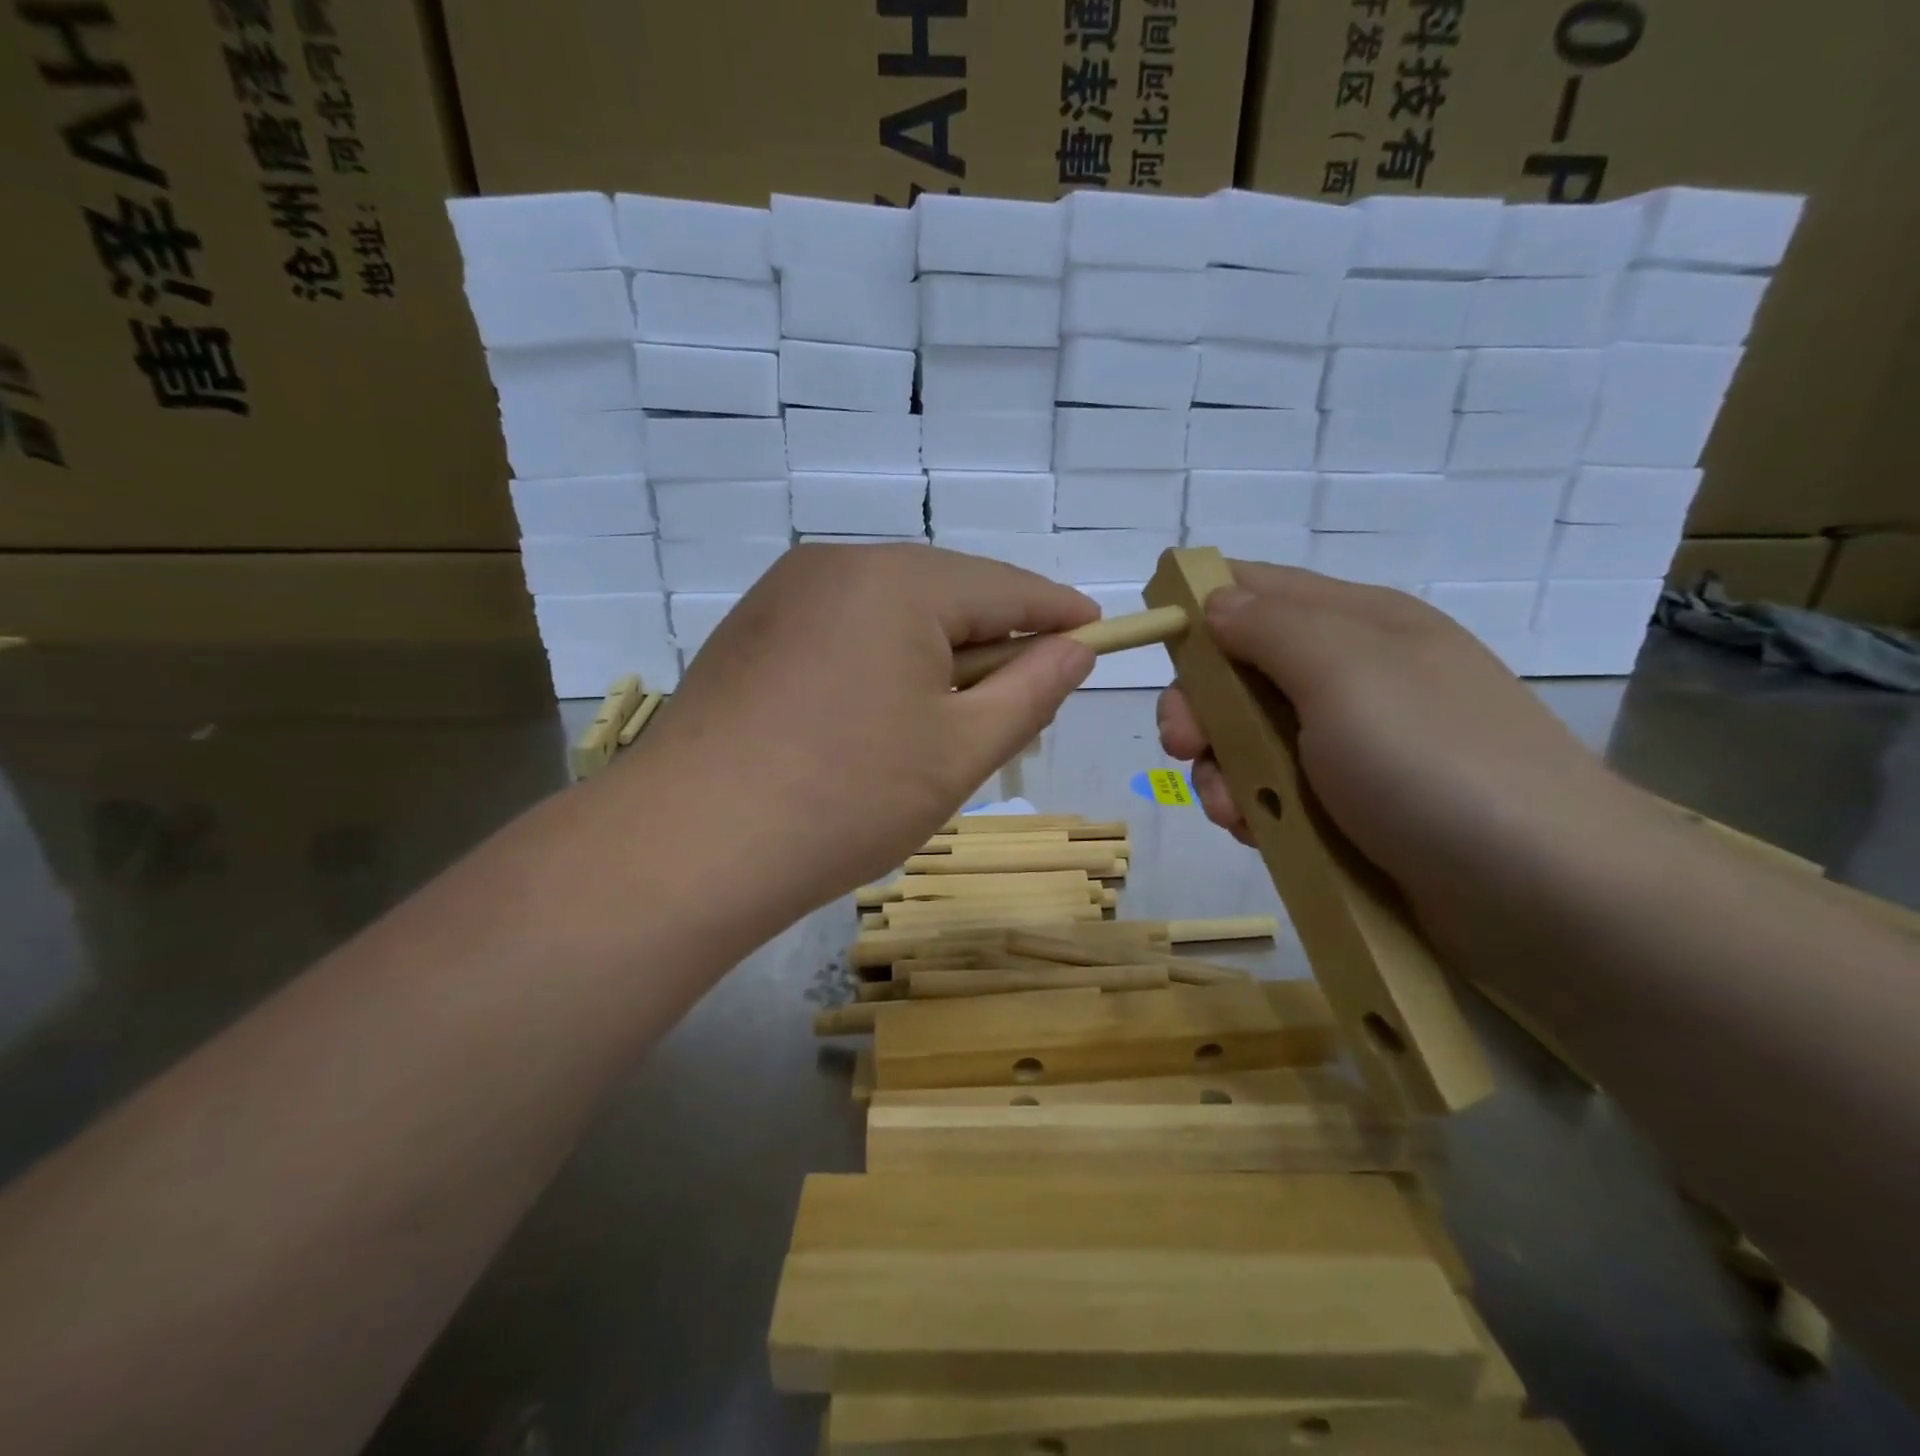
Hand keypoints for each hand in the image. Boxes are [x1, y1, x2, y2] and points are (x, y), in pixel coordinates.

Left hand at [630, 544, 1096, 922]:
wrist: (688, 846)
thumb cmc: (845, 798)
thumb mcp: (960, 750)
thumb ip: (1031, 691)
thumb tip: (1075, 650)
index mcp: (898, 580)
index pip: (1006, 586)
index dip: (1059, 614)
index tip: (1099, 636)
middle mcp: (837, 564)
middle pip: (945, 593)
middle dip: (993, 642)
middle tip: (1025, 701)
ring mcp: (784, 594)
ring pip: (891, 612)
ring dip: (935, 656)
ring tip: (949, 721)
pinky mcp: (751, 631)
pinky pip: (843, 630)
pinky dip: (881, 662)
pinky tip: (877, 718)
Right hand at [1156, 563, 1644, 930]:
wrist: (1547, 897)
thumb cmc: (1434, 764)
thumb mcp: (1346, 673)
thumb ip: (1269, 628)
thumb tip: (1213, 600)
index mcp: (1356, 623)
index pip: (1255, 588)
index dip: (1198, 608)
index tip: (1157, 649)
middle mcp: (1352, 676)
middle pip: (1239, 671)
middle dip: (1200, 708)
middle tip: (1185, 747)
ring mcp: (1353, 746)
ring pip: (1249, 739)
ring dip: (1222, 770)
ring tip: (1233, 811)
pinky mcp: (1352, 808)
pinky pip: (1275, 792)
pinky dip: (1253, 809)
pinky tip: (1258, 833)